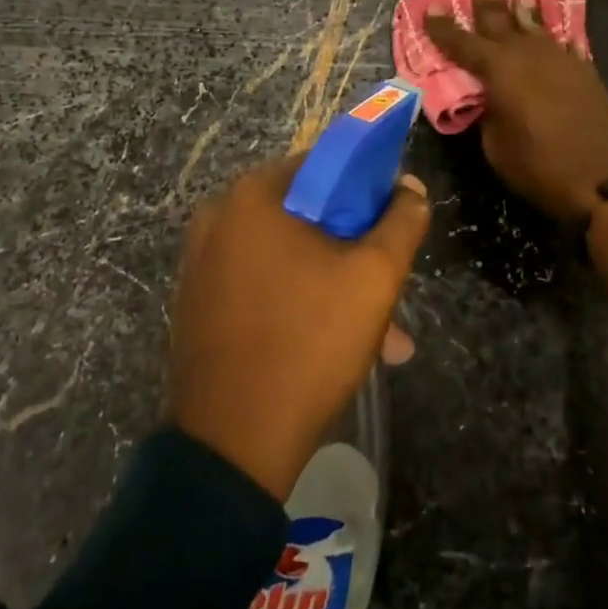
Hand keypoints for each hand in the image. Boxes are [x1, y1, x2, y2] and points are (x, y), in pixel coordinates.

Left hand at [169, 158, 429, 499]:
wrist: (233, 442)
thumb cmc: (308, 343)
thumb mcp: (373, 278)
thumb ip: (401, 222)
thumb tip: (410, 187)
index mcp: (253, 195)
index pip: (323, 166)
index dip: (366, 190)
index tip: (392, 226)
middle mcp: (218, 217)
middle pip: (304, 215)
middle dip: (354, 252)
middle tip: (389, 292)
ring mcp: (201, 262)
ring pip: (286, 256)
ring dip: (333, 286)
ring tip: (381, 340)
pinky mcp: (197, 302)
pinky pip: (260, 284)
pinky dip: (296, 302)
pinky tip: (330, 346)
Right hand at [424, 0, 607, 222]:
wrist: (601, 180)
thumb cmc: (537, 166)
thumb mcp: (495, 145)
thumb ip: (487, 113)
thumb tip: (489, 98)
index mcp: (499, 70)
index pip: (462, 42)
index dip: (443, 26)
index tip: (430, 7)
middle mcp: (528, 55)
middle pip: (502, 23)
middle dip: (488, 6)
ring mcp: (560, 60)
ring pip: (537, 27)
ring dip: (524, 10)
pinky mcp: (584, 72)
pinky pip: (563, 45)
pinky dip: (554, 37)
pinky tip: (554, 33)